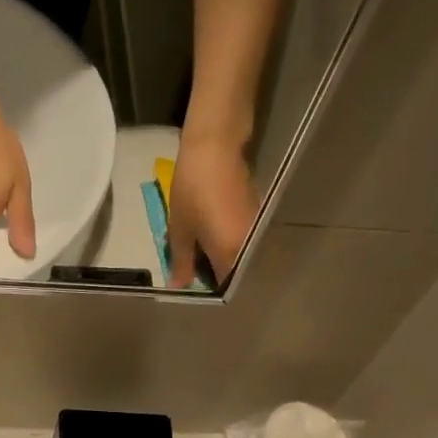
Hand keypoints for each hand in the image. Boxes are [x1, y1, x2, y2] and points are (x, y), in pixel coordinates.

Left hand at [166, 133, 257, 287]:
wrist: (215, 146)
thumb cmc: (193, 189)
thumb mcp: (180, 228)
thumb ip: (181, 261)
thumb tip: (180, 285)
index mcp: (231, 255)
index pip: (225, 287)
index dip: (209, 290)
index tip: (193, 285)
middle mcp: (250, 248)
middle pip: (236, 274)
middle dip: (215, 275)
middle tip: (192, 268)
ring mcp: (256, 231)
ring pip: (240, 257)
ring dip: (221, 259)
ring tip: (199, 252)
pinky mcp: (258, 215)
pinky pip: (243, 241)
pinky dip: (228, 244)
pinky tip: (211, 235)